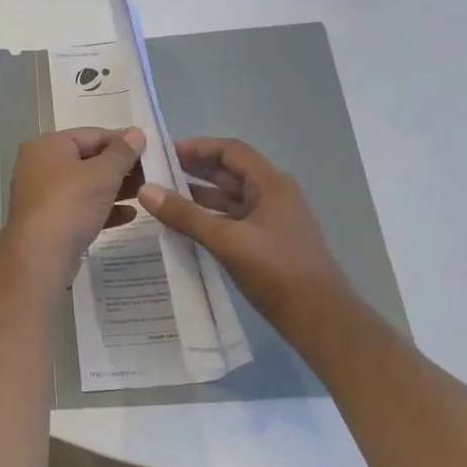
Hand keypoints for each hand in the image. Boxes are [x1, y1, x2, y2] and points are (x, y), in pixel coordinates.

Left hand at [3, 127, 145, 282]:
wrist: (40, 256)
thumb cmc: (70, 204)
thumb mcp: (102, 174)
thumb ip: (122, 153)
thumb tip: (136, 132)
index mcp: (48, 146)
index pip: (91, 134)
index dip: (122, 141)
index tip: (149, 150)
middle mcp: (40, 166)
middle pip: (88, 160)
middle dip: (120, 167)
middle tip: (152, 174)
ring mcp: (43, 195)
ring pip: (86, 186)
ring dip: (116, 189)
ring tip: (146, 193)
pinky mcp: (50, 221)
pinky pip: (81, 209)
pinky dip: (103, 209)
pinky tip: (130, 215)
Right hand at [137, 137, 355, 329]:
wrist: (320, 319)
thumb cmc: (277, 271)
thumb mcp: (227, 241)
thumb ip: (185, 215)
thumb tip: (145, 190)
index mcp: (271, 184)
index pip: (231, 151)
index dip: (198, 147)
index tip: (165, 152)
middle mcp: (274, 195)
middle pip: (230, 171)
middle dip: (195, 169)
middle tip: (157, 172)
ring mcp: (272, 219)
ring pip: (231, 197)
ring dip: (200, 194)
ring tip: (164, 196)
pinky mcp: (268, 241)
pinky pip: (234, 218)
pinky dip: (210, 216)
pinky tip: (186, 225)